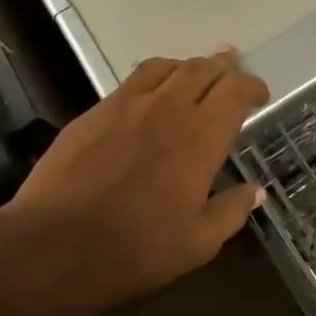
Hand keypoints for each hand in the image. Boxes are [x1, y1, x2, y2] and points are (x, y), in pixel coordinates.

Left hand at [2, 48, 269, 315]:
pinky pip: (133, 81)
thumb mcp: (198, 243)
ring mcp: (126, 105)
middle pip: (202, 69)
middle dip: (223, 66)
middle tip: (233, 67)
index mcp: (201, 135)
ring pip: (165, 67)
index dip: (253, 86)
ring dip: (187, 66)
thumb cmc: (136, 249)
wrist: (54, 245)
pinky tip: (150, 94)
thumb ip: (231, 211)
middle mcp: (167, 107)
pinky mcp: (94, 112)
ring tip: (194, 72)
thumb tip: (256, 191)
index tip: (260, 94)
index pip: (236, 91)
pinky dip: (153, 78)